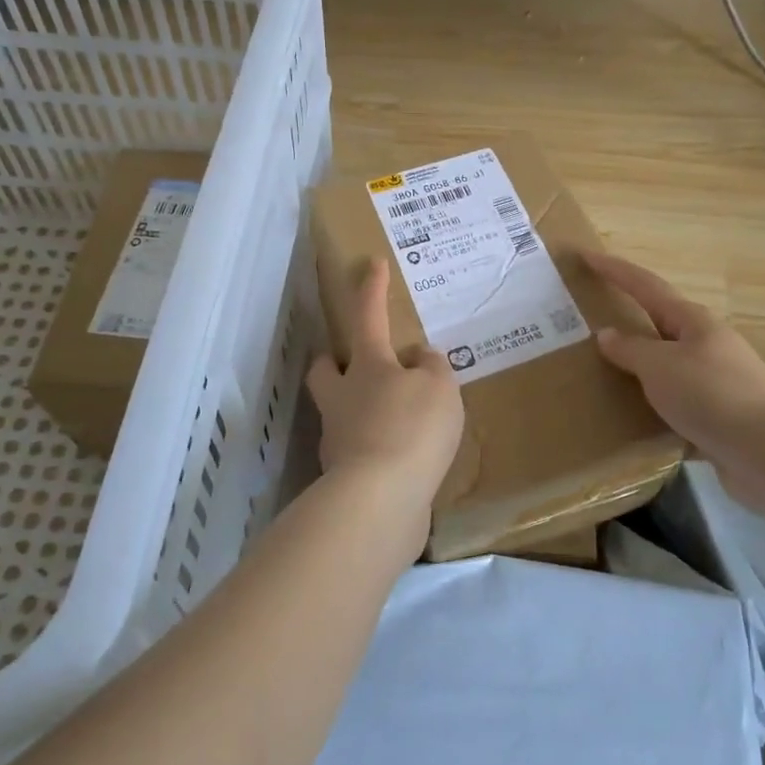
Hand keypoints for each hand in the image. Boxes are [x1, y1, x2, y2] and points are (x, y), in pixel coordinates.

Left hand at [307, 261, 464, 535]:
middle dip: (335, 360)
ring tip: (400, 418)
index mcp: (367, 367)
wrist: (380, 501)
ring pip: (340, 412)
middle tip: (360, 363)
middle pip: (325, 369)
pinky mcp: (345, 478)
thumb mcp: (440, 388)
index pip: (367, 316)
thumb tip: (419, 360)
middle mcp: (343, 398)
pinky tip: (404, 459)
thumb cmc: (411, 429)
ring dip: (361, 409)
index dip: (371, 289)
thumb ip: (433, 368)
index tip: (371, 263)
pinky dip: (377, 448)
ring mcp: (338, 439)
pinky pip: (360, 451)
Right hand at [584, 251, 764, 500]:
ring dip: (637, 368)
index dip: (615, 270)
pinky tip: (630, 420)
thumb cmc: (713, 394)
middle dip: (627, 320)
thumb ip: (630, 350)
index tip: (586, 256)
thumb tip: (606, 334)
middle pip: (658, 325)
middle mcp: (705, 345)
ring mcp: (714, 382)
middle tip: (589, 319)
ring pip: (665, 368)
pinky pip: (673, 404)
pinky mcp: (716, 417)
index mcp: (692, 322)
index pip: (645, 286)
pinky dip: (651, 407)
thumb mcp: (661, 367)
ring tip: (600, 373)